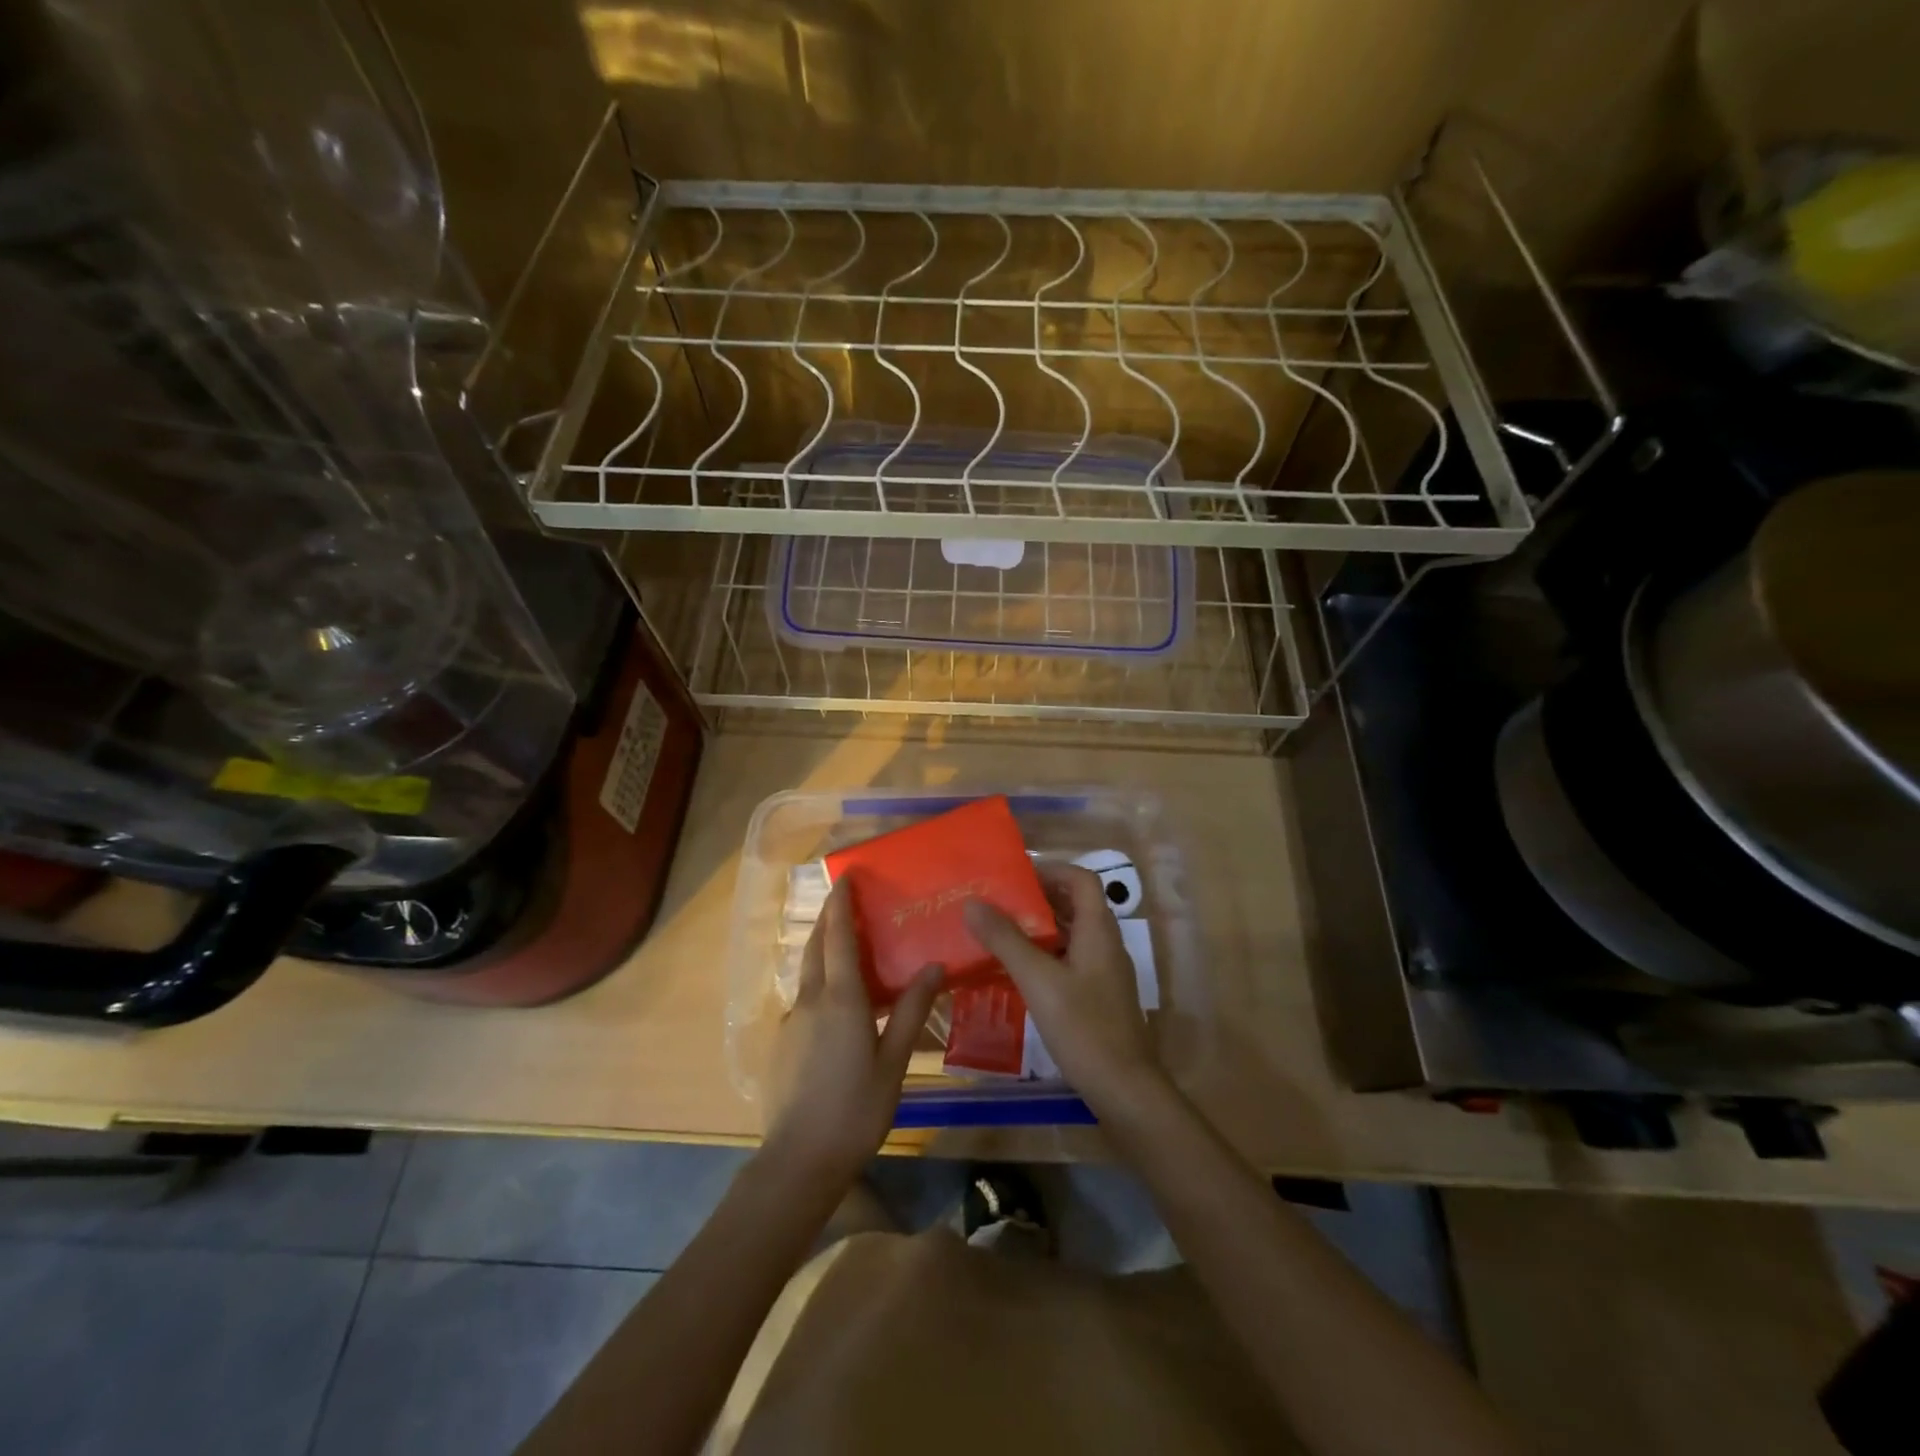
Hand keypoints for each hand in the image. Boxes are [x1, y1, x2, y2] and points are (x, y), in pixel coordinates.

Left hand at [764, 879, 943, 1186]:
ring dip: (823, 950)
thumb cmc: (855, 1109)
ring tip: (847, 947)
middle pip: (816, 947)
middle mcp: (810, 1000)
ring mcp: (791, 1021)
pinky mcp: (782, 1043)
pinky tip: (837, 1004)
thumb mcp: (893, 1061)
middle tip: (845, 899)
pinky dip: (819, 984)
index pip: (838, 936)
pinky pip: (804, 999)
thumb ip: (912, 1011)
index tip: (845, 876)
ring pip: (807, 973)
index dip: (841, 904)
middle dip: (828, 918)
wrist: (799, 1160)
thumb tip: (934, 967)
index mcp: (840, 999)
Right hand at [963, 863, 1163, 1114]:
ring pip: (1071, 934)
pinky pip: (1070, 960)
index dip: (1051, 870)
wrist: (1124, 1089)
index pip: (1082, 879)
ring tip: (1000, 931)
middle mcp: (1106, 944)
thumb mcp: (1038, 980)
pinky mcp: (1098, 996)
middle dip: (1038, 898)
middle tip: (999, 902)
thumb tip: (973, 903)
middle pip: (1075, 905)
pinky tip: (1017, 971)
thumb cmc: (1083, 1028)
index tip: (1015, 875)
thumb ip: (1005, 940)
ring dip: (1039, 928)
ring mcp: (1104, 972)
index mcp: (1098, 930)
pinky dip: (1045, 955)